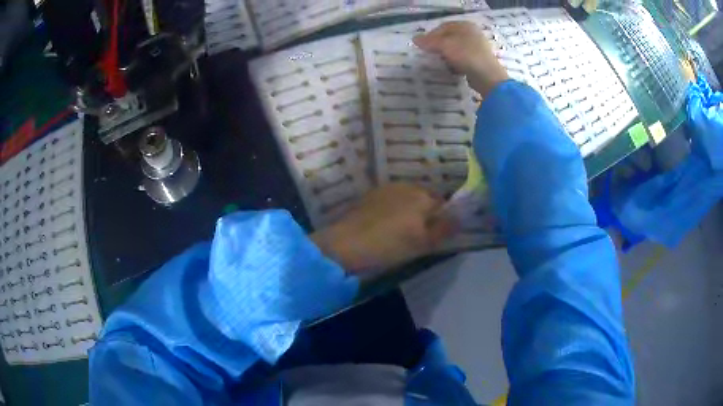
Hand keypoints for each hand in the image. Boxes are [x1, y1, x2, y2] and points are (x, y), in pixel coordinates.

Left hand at [311, 184, 455, 277]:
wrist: (346, 245)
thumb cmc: (389, 245)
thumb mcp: (422, 243)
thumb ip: (444, 229)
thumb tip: (460, 218)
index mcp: (423, 196)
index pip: (443, 204)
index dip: (442, 219)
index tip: (435, 235)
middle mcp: (406, 186)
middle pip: (424, 198)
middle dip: (426, 213)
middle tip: (419, 235)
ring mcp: (386, 189)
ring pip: (407, 198)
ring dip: (409, 210)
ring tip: (401, 231)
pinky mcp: (369, 195)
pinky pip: (390, 200)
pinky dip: (393, 210)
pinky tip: (384, 225)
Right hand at [413, 21, 508, 96]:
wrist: (488, 76)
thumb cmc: (466, 55)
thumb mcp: (444, 45)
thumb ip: (429, 41)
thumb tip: (414, 39)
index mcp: (465, 25)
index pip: (442, 27)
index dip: (431, 35)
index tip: (423, 46)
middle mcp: (472, 33)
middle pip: (449, 37)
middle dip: (439, 46)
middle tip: (430, 54)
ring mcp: (478, 47)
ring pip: (456, 48)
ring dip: (446, 55)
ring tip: (440, 62)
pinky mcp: (479, 60)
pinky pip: (463, 58)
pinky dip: (455, 62)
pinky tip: (451, 68)